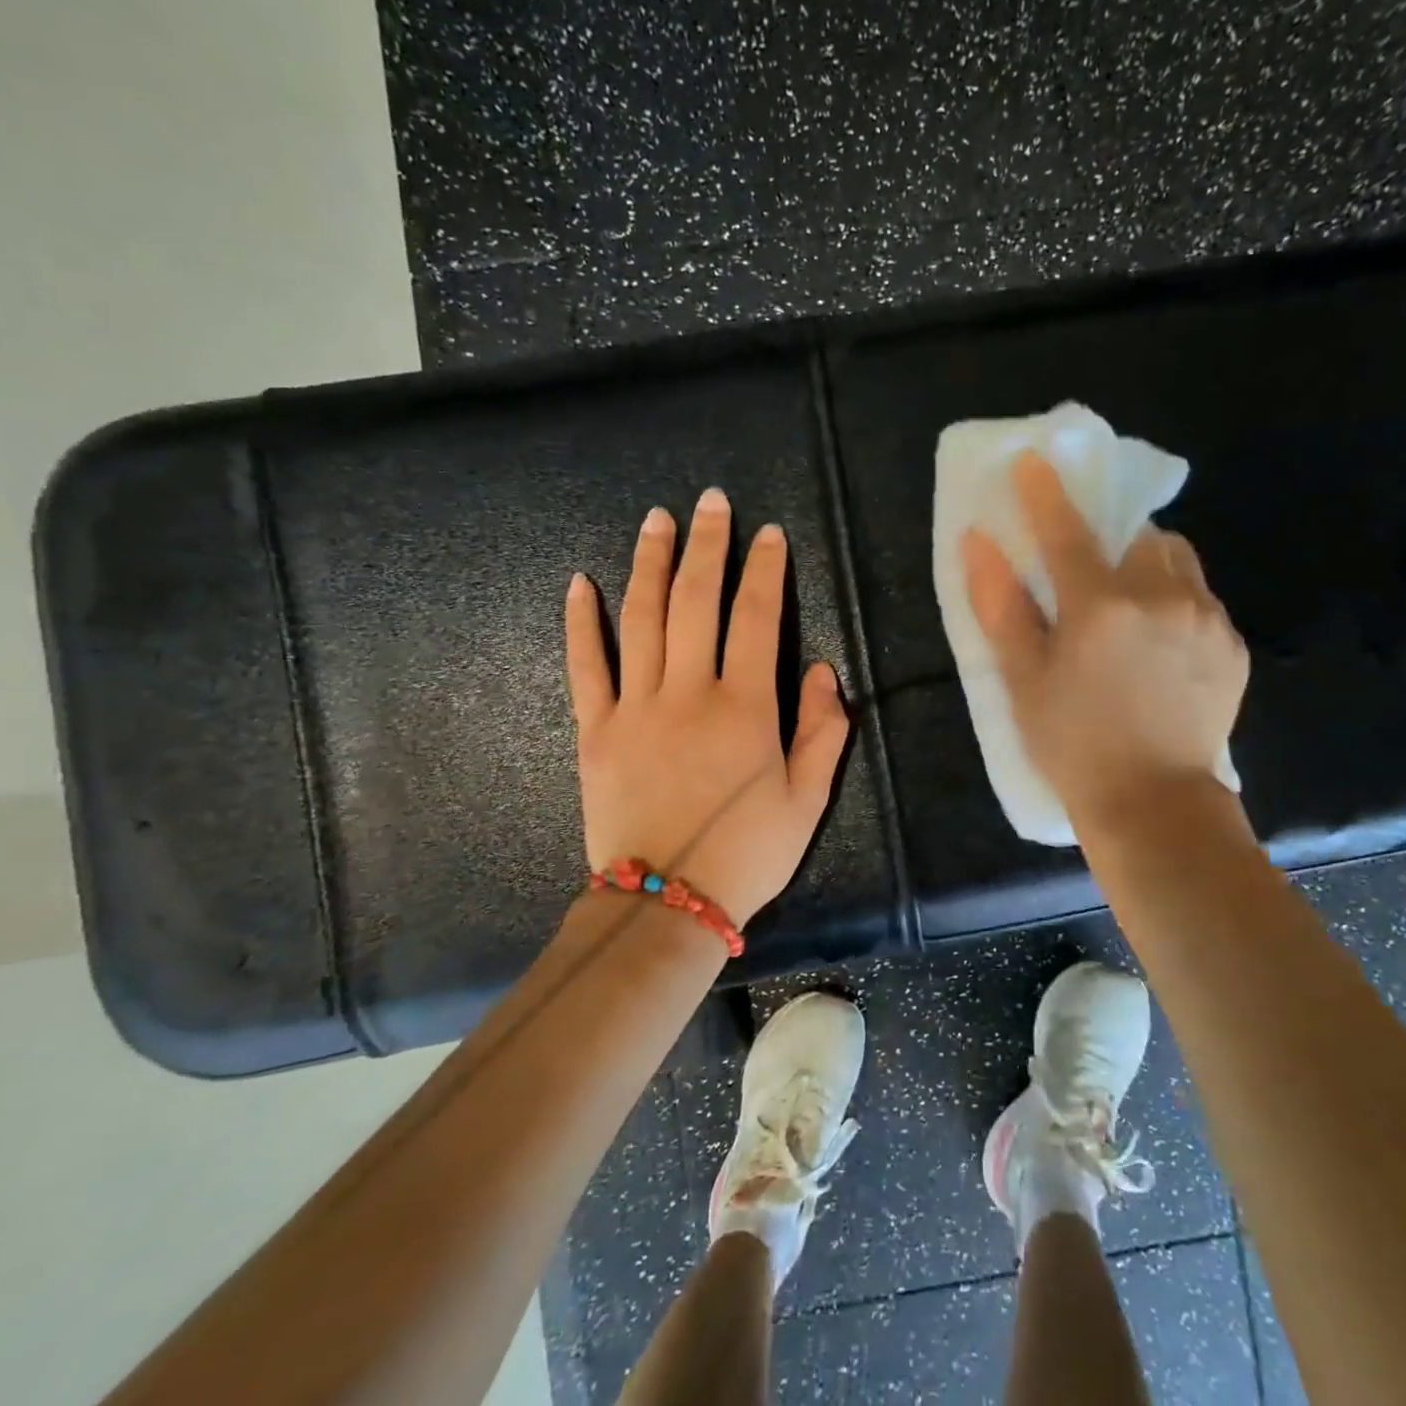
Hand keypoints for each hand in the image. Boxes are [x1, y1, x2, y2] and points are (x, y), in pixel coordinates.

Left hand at [564, 488, 850, 925]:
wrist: (666, 903)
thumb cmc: (747, 854)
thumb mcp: (808, 800)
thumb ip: (823, 732)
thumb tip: (822, 671)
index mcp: (745, 708)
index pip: (758, 618)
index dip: (766, 570)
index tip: (770, 535)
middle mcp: (689, 692)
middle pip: (696, 601)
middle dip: (707, 545)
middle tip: (711, 502)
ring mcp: (635, 707)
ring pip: (641, 618)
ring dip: (650, 563)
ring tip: (656, 520)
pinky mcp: (595, 730)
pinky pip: (585, 665)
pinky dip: (582, 622)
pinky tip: (581, 582)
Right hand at [962, 450, 1248, 830]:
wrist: (1154, 805)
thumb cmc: (1073, 746)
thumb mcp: (1023, 680)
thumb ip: (1001, 606)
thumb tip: (979, 543)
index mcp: (1099, 607)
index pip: (1067, 530)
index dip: (1045, 492)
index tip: (1034, 459)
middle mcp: (1159, 598)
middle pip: (1137, 535)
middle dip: (1111, 540)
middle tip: (1090, 572)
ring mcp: (1205, 619)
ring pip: (1177, 560)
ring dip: (1148, 565)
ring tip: (1130, 606)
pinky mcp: (1232, 644)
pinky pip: (1201, 598)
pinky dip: (1175, 601)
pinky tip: (1160, 645)